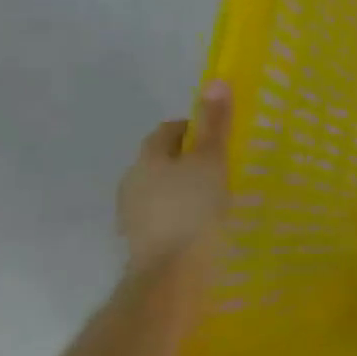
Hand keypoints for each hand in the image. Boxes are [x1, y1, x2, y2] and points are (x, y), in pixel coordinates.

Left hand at [117, 81, 232, 275]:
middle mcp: (133, 182)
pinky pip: (163, 215)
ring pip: (162, 189)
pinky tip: (203, 224)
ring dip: (184, 187)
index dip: (194, 128)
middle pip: (163, 159)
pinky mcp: (142, 241)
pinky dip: (181, 213)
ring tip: (216, 197)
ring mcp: (133, 214)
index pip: (168, 130)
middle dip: (189, 159)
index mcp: (148, 159)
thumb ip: (215, 124)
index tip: (220, 139)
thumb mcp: (211, 161)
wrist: (171, 274)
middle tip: (223, 166)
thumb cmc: (193, 210)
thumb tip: (216, 81)